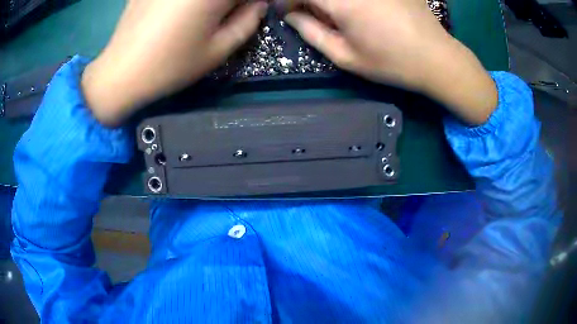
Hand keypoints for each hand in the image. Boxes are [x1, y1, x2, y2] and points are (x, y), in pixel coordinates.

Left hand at [82, 0, 267, 125]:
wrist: (120, 74)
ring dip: (208, 4)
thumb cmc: (171, 66)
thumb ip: (247, 23)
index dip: (252, 2)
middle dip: (228, 4)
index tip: (251, 10)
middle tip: (226, 14)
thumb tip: (257, 4)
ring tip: (203, 15)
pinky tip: (177, 12)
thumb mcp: (217, 50)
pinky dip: (184, 3)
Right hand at [282, 0, 497, 124]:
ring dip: (329, 2)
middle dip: (308, 1)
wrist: (437, 58)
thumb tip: (291, 15)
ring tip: (338, 16)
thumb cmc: (391, 62)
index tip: (288, 13)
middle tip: (312, 13)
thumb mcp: (346, 57)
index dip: (288, 2)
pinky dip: (349, 1)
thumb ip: (311, 32)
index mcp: (341, 1)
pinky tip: (359, 11)